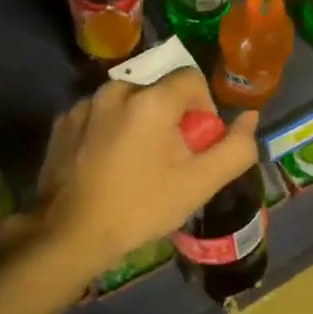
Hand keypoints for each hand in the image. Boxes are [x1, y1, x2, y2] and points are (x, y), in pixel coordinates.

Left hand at [30, 69, 259, 277]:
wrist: (69, 234)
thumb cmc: (140, 208)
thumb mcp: (198, 184)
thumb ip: (234, 148)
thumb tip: (250, 117)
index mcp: (149, 100)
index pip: (191, 79)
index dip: (203, 110)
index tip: (194, 146)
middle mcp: (115, 90)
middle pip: (158, 91)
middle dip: (170, 119)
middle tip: (167, 161)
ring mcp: (83, 104)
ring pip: (128, 102)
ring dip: (139, 123)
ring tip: (135, 165)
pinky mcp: (63, 121)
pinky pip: (100, 115)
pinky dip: (110, 131)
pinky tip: (106, 165)